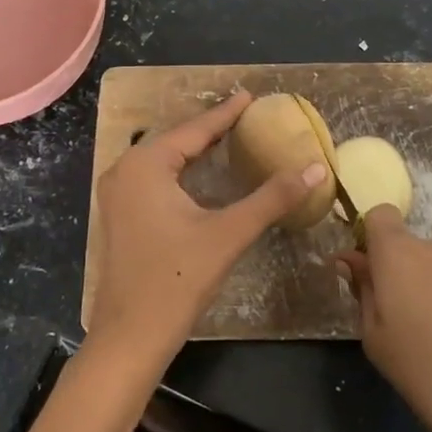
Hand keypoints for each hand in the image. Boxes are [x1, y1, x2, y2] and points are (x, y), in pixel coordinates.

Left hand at [87, 92, 326, 375]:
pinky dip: (180, 171)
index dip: (225, 114)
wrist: (130, 336)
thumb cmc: (177, 279)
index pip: (194, 130)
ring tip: (227, 137)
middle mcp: (125, 170)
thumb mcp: (228, 234)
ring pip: (163, 160)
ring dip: (194, 150)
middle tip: (244, 116)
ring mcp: (117, 195)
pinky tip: (200, 175)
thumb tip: (314, 168)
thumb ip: (271, 198)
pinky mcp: (120, 215)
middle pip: (176, 141)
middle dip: (210, 128)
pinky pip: (154, 178)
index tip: (249, 95)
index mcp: (145, 165)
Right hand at [338, 206, 431, 431]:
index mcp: (398, 252)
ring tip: (424, 343)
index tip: (363, 273)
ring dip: (420, 292)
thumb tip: (352, 262)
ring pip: (430, 269)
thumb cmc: (429, 369)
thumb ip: (363, 293)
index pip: (379, 215)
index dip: (368, 237)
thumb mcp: (377, 339)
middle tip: (389, 322)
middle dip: (393, 273)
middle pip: (405, 247)